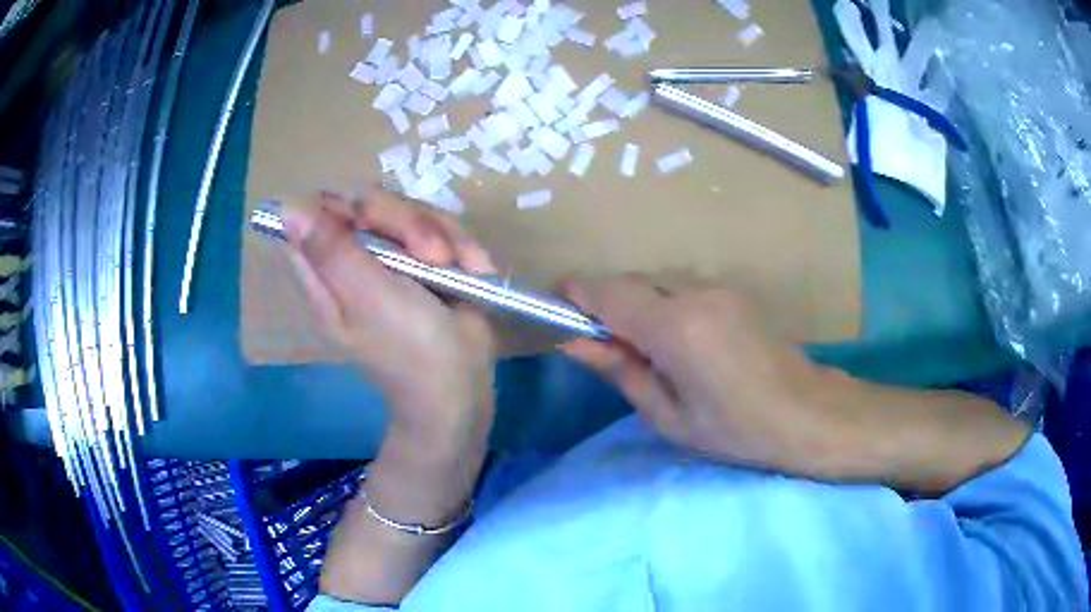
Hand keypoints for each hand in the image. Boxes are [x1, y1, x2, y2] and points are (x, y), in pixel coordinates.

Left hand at [282, 189, 496, 455]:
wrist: (463, 384)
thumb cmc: (410, 348)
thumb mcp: (368, 298)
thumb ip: (332, 251)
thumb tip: (287, 207)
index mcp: (327, 274)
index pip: (314, 218)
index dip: (339, 207)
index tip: (368, 220)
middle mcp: (356, 260)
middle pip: (368, 204)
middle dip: (407, 222)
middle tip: (430, 254)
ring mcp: (394, 258)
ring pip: (410, 211)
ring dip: (442, 236)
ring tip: (454, 268)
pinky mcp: (428, 258)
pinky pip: (441, 227)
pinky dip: (462, 246)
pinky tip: (472, 269)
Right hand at [562, 277, 862, 475]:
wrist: (807, 413)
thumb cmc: (736, 430)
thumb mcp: (669, 415)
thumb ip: (620, 371)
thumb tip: (575, 344)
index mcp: (676, 329)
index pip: (610, 293)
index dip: (578, 293)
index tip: (559, 308)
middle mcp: (696, 294)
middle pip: (632, 281)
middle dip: (609, 303)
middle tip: (606, 346)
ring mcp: (720, 288)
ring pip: (658, 281)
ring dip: (639, 304)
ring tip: (646, 349)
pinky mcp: (735, 291)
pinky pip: (683, 287)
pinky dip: (665, 304)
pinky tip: (679, 341)